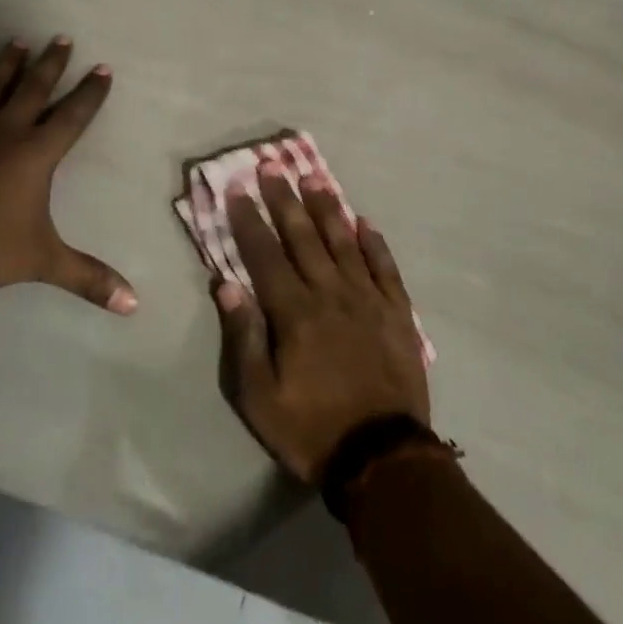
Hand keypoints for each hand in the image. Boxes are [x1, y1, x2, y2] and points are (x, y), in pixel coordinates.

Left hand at [0, 36, 136, 314]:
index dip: (90, 93)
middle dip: (51, 63)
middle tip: (61, 37)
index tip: (102, 68)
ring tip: (16, 41)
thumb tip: (134, 305)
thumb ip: (88, 277)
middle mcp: (6, 129)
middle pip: (34, 88)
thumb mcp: (45, 261)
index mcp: (37, 153)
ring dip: (5, 63)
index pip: (73, 115)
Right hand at [214, 171, 429, 481]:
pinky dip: (374, 242)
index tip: (238, 189)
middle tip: (272, 165)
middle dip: (284, 199)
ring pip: (343, 242)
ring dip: (326, 208)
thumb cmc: (311, 429)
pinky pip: (385, 267)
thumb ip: (243, 336)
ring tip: (313, 177)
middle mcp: (330, 293)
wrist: (382, 458)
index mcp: (294, 312)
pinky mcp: (397, 312)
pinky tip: (364, 221)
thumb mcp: (259, 396)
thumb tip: (225, 283)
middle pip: (303, 236)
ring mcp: (367, 299)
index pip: (265, 254)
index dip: (249, 220)